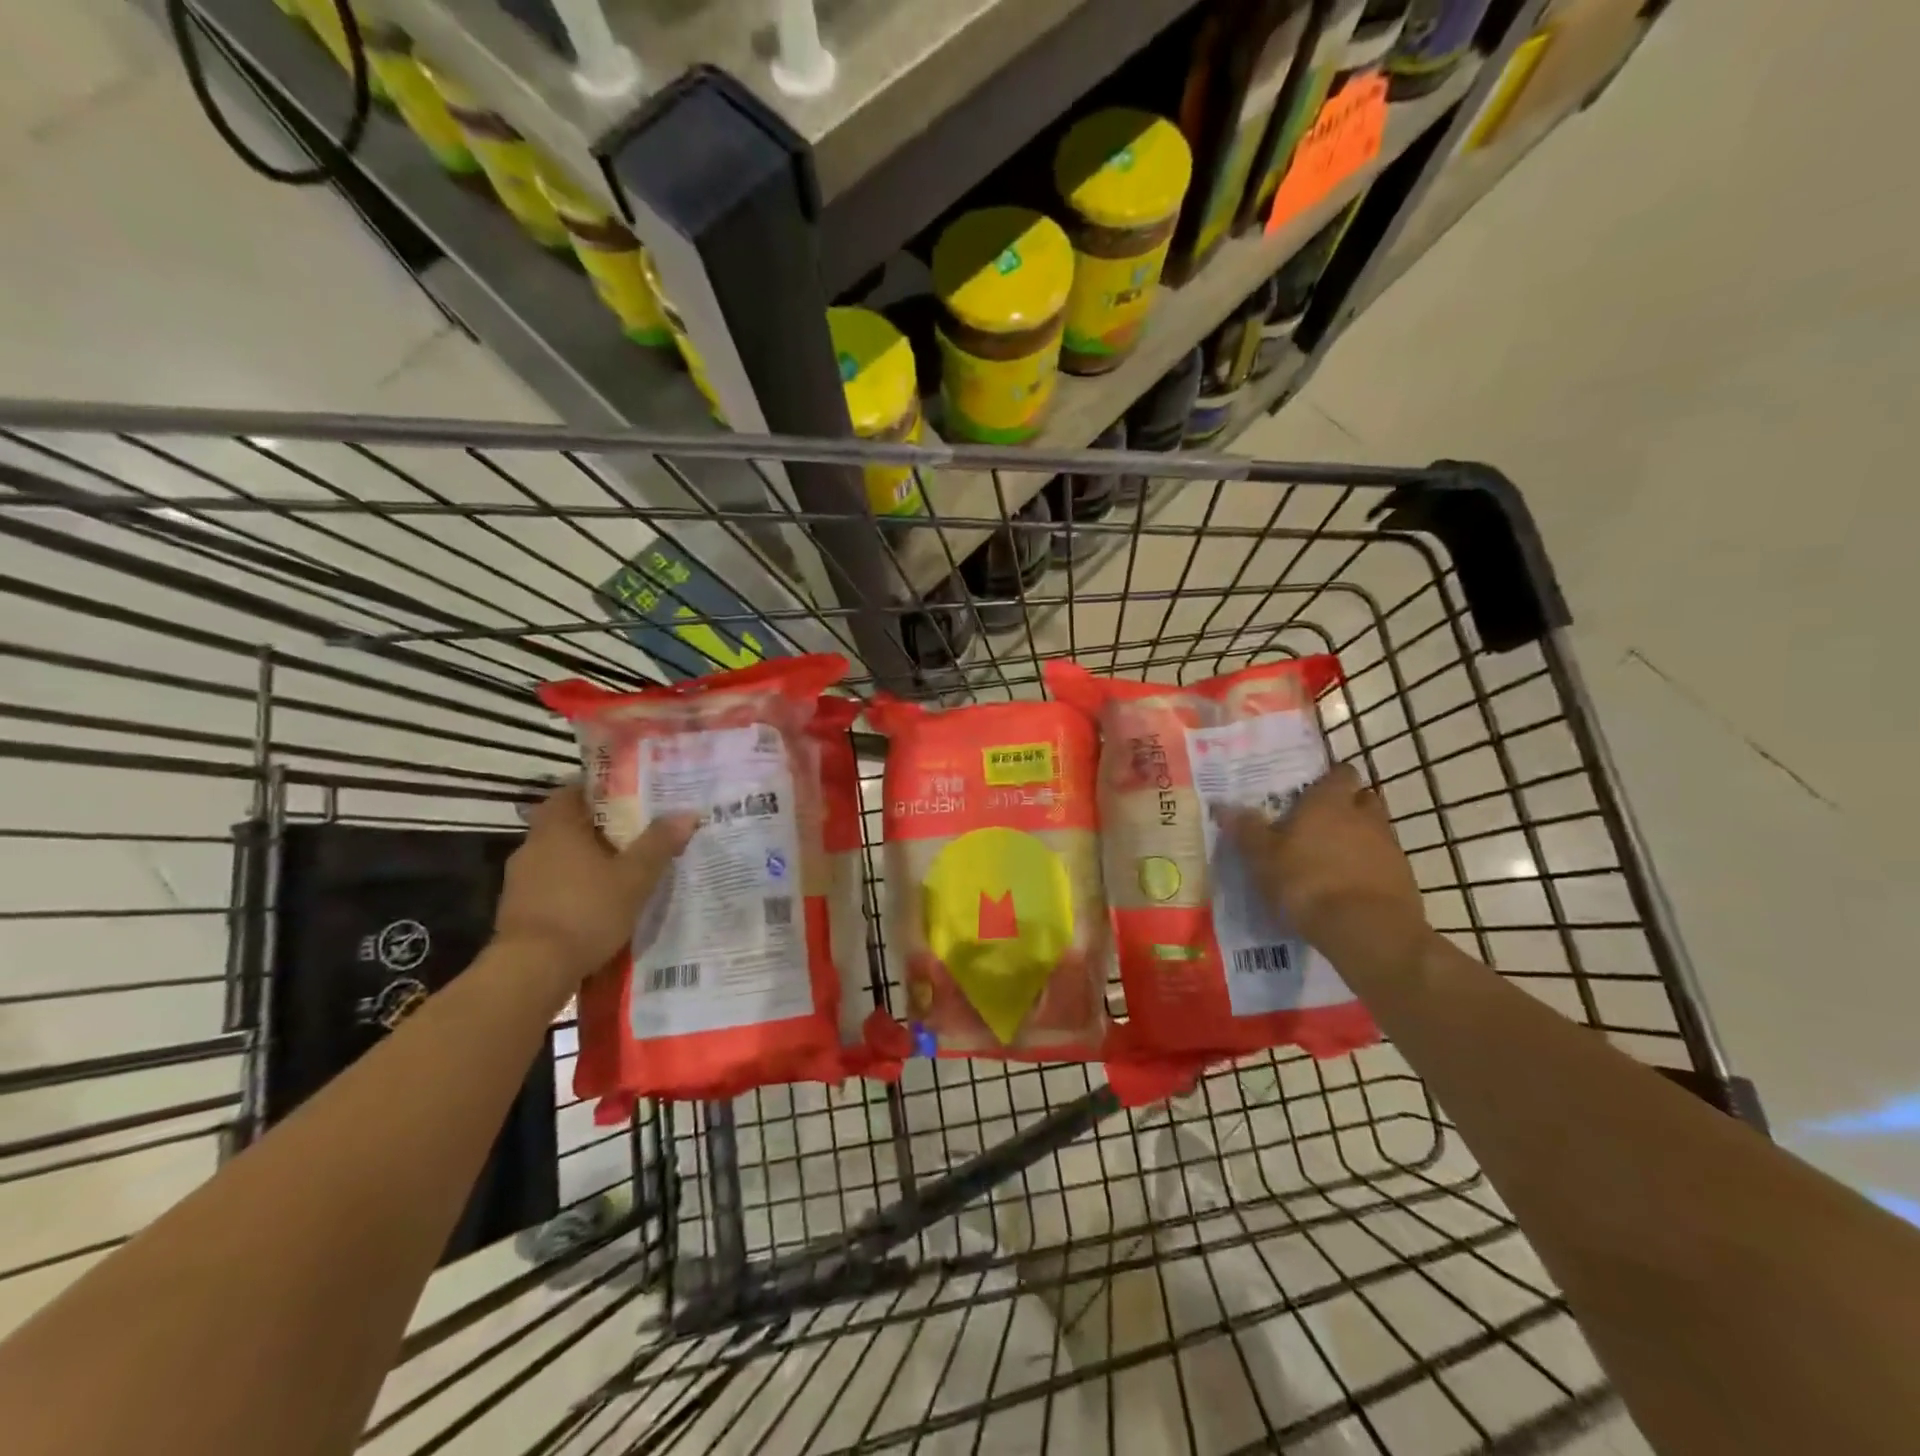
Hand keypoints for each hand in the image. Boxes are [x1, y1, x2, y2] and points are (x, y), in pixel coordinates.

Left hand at [494, 784, 699, 983]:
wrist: (532, 970)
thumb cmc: (586, 911)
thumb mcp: (635, 878)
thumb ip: (659, 843)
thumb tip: (688, 813)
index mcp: (557, 828)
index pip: (570, 792)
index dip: (597, 791)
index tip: (625, 796)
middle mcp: (533, 846)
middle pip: (565, 824)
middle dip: (596, 827)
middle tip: (632, 832)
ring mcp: (520, 879)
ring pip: (557, 856)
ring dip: (583, 859)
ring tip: (619, 869)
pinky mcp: (517, 909)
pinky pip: (550, 884)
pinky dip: (571, 886)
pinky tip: (595, 902)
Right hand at [1221, 763, 1430, 974]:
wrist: (1367, 930)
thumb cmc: (1307, 882)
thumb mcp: (1263, 857)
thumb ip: (1246, 830)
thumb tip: (1224, 805)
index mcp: (1329, 802)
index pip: (1339, 773)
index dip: (1328, 779)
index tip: (1311, 791)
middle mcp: (1364, 816)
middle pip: (1362, 798)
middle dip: (1346, 806)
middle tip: (1320, 823)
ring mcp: (1389, 847)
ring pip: (1374, 831)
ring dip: (1358, 838)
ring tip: (1332, 858)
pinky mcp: (1403, 878)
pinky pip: (1383, 863)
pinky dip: (1368, 868)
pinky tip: (1348, 887)